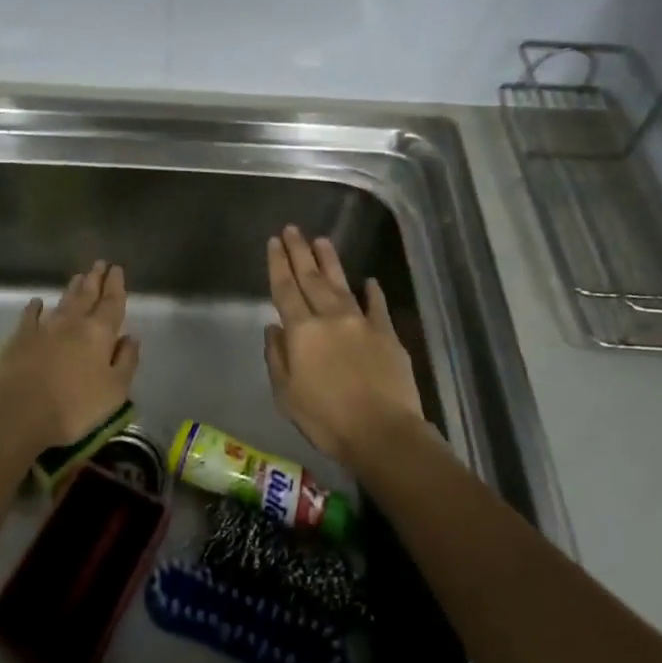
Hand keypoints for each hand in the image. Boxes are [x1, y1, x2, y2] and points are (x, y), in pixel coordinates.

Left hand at [0, 261, 140, 448]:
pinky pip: (30, 315)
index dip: (116, 285)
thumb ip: (127, 360)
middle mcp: (74, 322)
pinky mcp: (21, 337)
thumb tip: (131, 337)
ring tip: (78, 276)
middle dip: (95, 279)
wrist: (20, 411)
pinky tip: (37, 302)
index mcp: (100, 333)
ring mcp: (45, 327)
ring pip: (63, 301)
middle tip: (99, 263)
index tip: (117, 268)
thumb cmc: (75, 406)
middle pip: (87, 295)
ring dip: (72, 288)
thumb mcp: (115, 390)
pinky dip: (35, 307)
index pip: (112, 303)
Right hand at [264, 227, 423, 468]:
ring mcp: (362, 323)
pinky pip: (377, 307)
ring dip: (330, 261)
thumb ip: (277, 357)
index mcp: (302, 332)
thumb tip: (273, 328)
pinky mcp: (388, 335)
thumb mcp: (286, 394)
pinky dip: (372, 292)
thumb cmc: (326, 419)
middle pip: (311, 278)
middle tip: (292, 229)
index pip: (285, 289)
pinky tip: (369, 280)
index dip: (278, 264)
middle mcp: (330, 318)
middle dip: (300, 252)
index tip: (273, 242)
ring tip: (322, 240)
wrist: (383, 433)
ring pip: (342, 284)